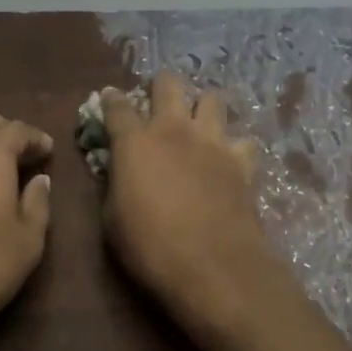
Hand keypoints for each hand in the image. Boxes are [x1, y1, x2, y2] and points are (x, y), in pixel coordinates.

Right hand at [100, 72, 276, 316]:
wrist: (213, 267)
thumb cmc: (150, 247)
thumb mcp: (112, 219)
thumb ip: (115, 186)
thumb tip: (119, 174)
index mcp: (135, 142)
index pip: (116, 106)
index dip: (111, 99)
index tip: (109, 98)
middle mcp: (174, 129)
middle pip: (169, 83)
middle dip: (161, 86)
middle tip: (158, 103)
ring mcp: (212, 141)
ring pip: (212, 99)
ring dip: (202, 107)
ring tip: (198, 125)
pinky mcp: (242, 161)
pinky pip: (242, 140)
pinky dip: (235, 147)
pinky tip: (230, 161)